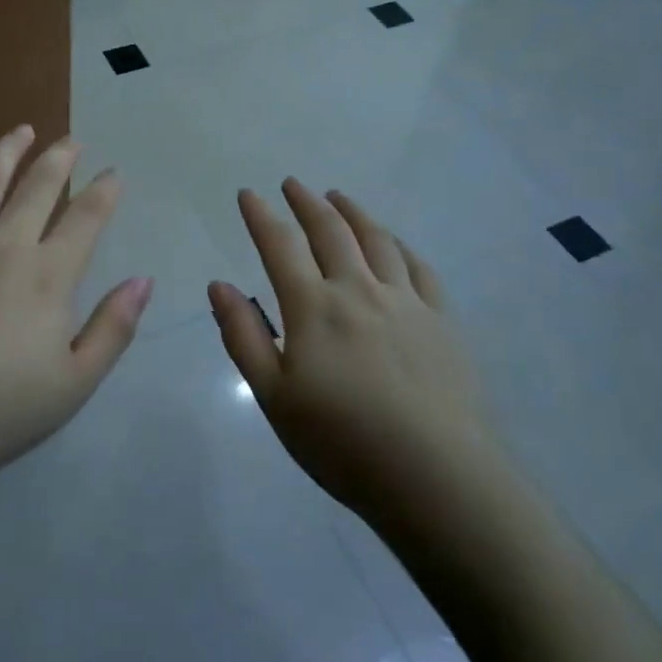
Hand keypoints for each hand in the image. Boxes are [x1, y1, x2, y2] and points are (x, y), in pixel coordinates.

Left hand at [0, 126, 152, 487]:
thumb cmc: (0, 409)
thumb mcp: (75, 383)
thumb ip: (114, 328)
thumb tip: (143, 281)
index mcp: (48, 275)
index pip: (86, 218)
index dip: (104, 191)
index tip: (113, 173)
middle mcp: (4, 244)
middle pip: (38, 186)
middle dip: (60, 158)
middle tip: (72, 140)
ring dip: (8, 151)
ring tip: (23, 129)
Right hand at [211, 180, 508, 525]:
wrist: (438, 478)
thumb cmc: (343, 443)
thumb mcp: (274, 397)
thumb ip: (244, 336)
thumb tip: (219, 285)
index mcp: (314, 307)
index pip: (280, 246)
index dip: (261, 216)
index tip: (248, 194)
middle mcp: (358, 290)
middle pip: (330, 231)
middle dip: (307, 202)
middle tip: (293, 183)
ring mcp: (406, 302)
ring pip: (377, 240)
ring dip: (353, 213)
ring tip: (339, 197)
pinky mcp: (442, 321)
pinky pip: (419, 268)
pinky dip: (400, 245)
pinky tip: (394, 242)